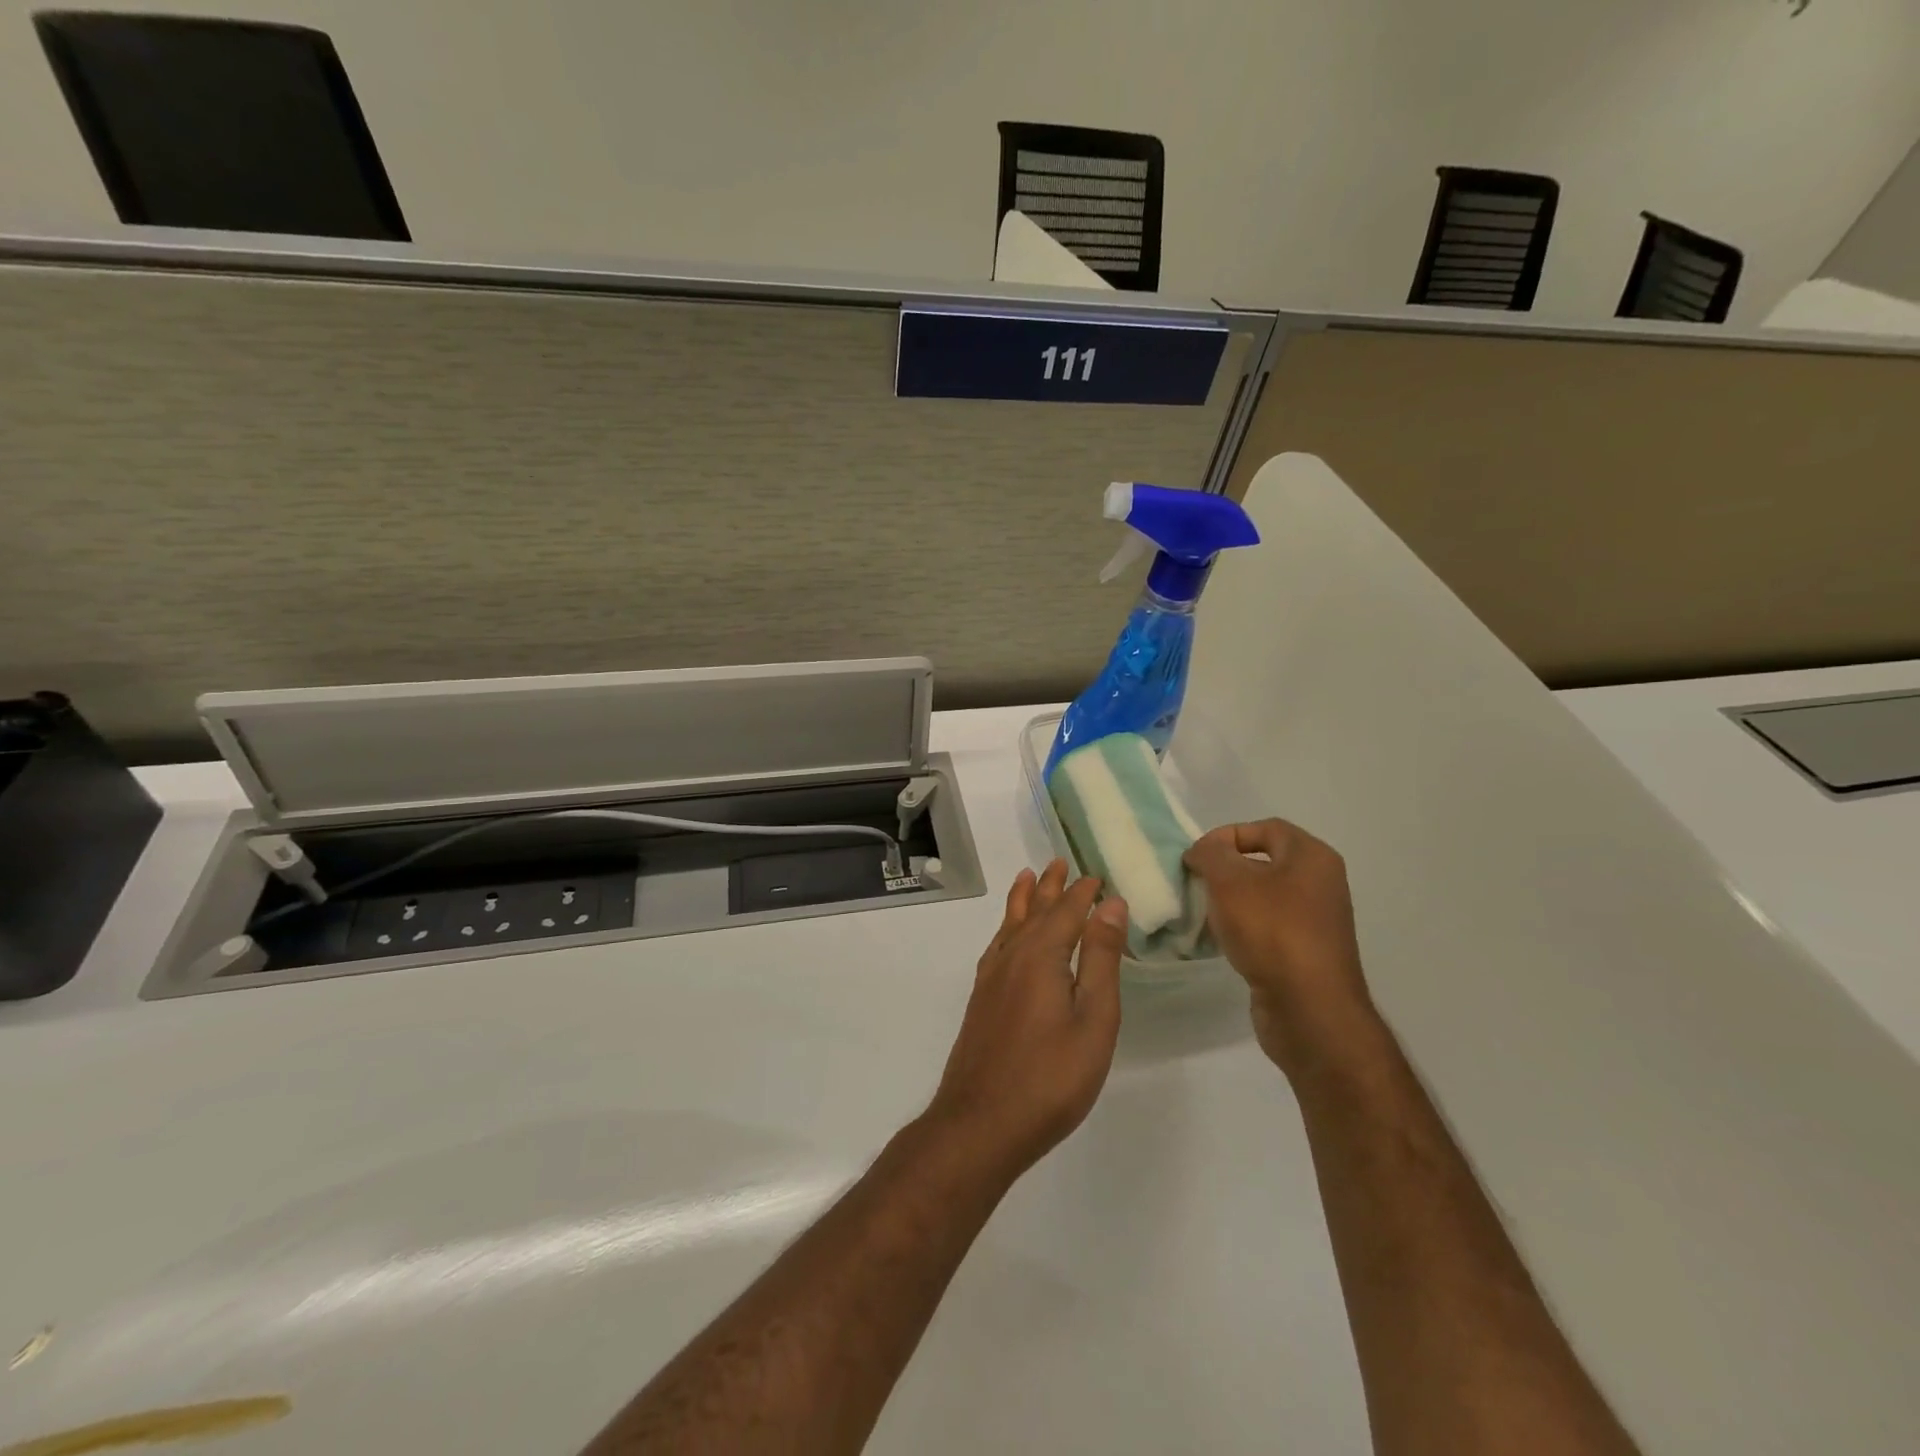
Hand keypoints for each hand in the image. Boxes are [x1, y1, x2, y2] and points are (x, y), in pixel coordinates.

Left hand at [924, 861, 1128, 1178]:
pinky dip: (1005, 928)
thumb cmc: (1050, 1077)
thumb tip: (1111, 905)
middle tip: (1059, 862)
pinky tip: (1007, 936)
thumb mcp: (1093, 1020)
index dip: (1083, 893)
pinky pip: (996, 945)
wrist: (980, 1122)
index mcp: (1041, 955)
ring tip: (1027, 877)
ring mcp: (991, 978)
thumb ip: (1101, 959)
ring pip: (1010, 924)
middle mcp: (1012, 956)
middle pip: (1034, 910)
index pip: (1067, 911)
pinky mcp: (981, 999)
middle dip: (1050, 887)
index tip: (1097, 876)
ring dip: (1024, 900)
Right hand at [1184, 819, 1376, 1074]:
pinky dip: (1244, 928)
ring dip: (1232, 901)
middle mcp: (1321, 883)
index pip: (1265, 827)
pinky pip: (1269, 926)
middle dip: (1226, 870)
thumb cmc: (1271, 931)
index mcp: (1312, 856)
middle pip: (1264, 861)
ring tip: (1205, 914)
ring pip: (1264, 896)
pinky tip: (1224, 942)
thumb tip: (1203, 851)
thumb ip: (1210, 854)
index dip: (1226, 836)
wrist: (1309, 1009)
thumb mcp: (1229, 881)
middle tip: (1197, 884)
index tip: (1196, 858)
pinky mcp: (1307, 952)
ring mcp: (1317, 920)